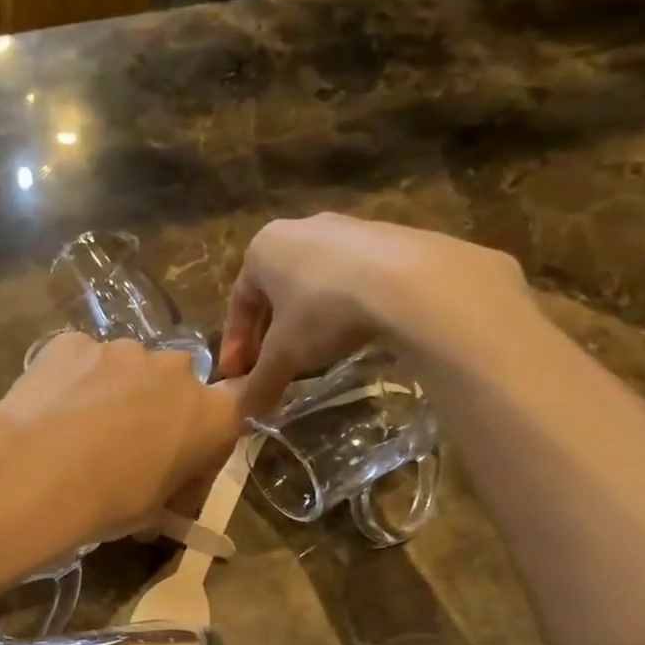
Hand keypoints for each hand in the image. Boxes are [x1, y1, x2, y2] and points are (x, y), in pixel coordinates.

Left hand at [0, 333, 245, 549]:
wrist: (36, 472)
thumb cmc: (109, 501)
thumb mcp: (151, 514)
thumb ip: (165, 496)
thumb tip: (157, 506)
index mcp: (212, 415)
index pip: (224, 424)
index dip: (201, 451)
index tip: (176, 477)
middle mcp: (176, 370)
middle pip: (173, 391)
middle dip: (156, 417)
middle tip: (124, 454)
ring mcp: (123, 350)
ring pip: (126, 373)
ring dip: (113, 396)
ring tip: (79, 434)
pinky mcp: (74, 342)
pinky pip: (82, 364)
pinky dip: (73, 384)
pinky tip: (50, 413)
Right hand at [220, 214, 528, 417]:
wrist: (409, 282)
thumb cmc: (324, 311)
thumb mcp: (285, 355)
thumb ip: (260, 383)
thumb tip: (242, 415)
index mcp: (263, 249)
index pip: (238, 303)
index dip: (235, 346)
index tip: (237, 378)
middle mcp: (298, 229)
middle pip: (274, 293)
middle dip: (268, 335)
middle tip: (270, 369)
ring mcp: (345, 229)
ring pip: (311, 284)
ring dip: (303, 322)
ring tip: (309, 356)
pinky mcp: (385, 237)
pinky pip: (348, 279)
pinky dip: (339, 309)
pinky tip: (348, 333)